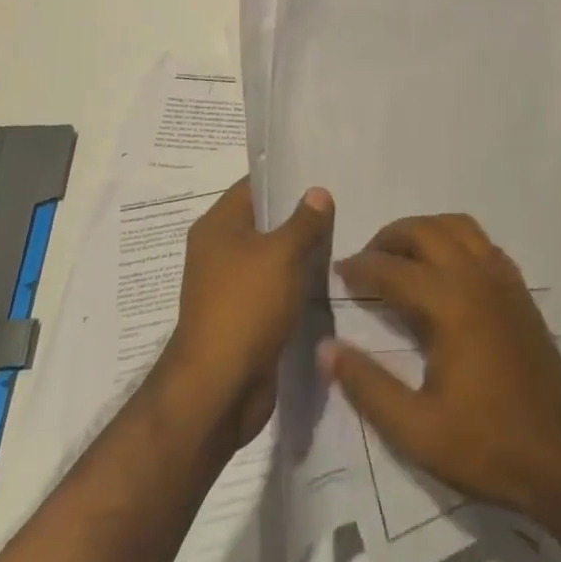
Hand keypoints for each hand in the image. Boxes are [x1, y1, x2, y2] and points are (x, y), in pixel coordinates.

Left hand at [160, 179, 332, 450]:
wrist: (219, 390)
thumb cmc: (246, 306)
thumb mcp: (282, 254)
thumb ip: (304, 221)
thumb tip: (318, 192)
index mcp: (218, 226)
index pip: (253, 186)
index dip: (285, 176)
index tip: (322, 171)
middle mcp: (218, 251)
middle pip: (263, 221)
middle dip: (299, 215)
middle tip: (341, 204)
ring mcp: (229, 287)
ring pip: (271, 257)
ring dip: (300, 252)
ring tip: (342, 238)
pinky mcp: (244, 317)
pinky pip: (273, 288)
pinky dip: (296, 283)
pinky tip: (328, 279)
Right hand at [320, 213, 560, 523]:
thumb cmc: (487, 445)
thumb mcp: (416, 430)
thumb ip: (368, 386)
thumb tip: (327, 348)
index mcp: (449, 304)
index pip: (392, 269)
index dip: (360, 268)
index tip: (337, 273)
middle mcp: (476, 276)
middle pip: (425, 230)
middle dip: (390, 237)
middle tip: (366, 261)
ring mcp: (503, 278)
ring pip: (458, 226)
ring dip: (424, 230)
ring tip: (402, 256)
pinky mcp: (519, 289)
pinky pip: (482, 242)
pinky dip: (455, 239)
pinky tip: (445, 269)